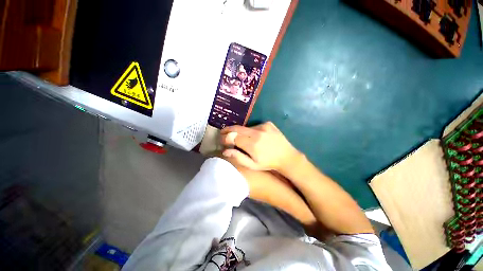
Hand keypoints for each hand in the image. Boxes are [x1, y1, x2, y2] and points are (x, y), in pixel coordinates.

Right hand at [220, 122, 299, 170]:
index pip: (233, 137)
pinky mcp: (268, 123)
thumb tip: (225, 150)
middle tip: (223, 133)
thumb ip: (238, 157)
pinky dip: (251, 131)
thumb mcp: (252, 165)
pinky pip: (254, 126)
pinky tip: (255, 137)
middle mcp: (257, 133)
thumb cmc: (268, 163)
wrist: (287, 156)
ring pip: (245, 127)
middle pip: (237, 128)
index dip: (225, 138)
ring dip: (241, 132)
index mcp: (252, 144)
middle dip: (228, 130)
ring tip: (242, 139)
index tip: (222, 140)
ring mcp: (263, 126)